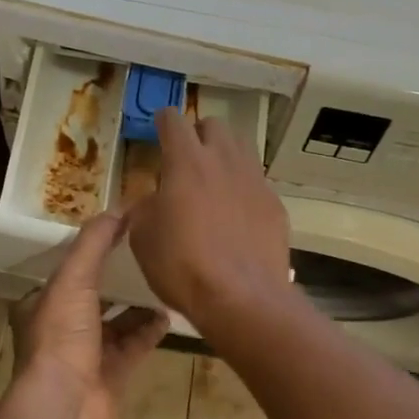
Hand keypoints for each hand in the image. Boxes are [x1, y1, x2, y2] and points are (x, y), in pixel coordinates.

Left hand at [12, 209, 168, 418]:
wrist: (65, 404)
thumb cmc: (61, 335)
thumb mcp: (73, 279)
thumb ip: (94, 243)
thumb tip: (119, 208)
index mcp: (44, 303)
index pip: (68, 270)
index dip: (91, 251)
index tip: (118, 232)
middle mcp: (64, 327)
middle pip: (95, 295)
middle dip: (118, 278)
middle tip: (148, 254)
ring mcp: (89, 353)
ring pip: (119, 321)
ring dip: (139, 304)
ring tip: (164, 280)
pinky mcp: (114, 373)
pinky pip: (136, 344)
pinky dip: (151, 329)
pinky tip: (169, 313)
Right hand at [127, 107, 291, 324]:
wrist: (241, 298)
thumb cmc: (182, 265)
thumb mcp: (143, 237)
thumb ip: (145, 207)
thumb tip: (154, 200)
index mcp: (186, 161)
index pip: (173, 120)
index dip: (163, 122)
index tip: (158, 131)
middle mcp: (224, 160)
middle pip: (214, 126)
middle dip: (199, 135)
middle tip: (187, 160)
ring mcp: (254, 180)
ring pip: (241, 148)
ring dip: (225, 156)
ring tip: (214, 182)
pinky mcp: (275, 204)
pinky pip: (257, 182)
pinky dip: (243, 189)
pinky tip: (236, 216)